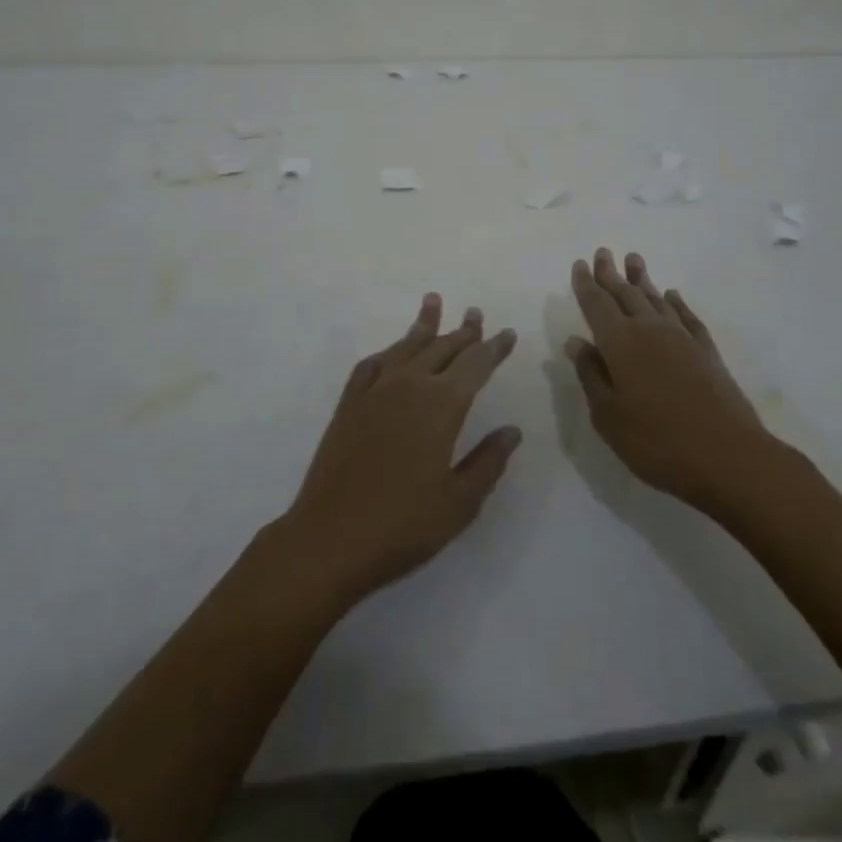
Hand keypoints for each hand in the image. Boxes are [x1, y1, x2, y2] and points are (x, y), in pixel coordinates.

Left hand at [279, 293, 521, 608]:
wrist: (329, 539)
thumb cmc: (403, 526)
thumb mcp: (459, 503)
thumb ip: (488, 462)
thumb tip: (511, 431)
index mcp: (441, 406)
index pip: (475, 365)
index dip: (493, 348)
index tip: (507, 333)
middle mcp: (409, 387)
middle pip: (442, 348)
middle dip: (462, 331)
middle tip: (475, 313)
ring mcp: (374, 393)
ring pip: (405, 347)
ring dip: (423, 326)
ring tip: (433, 302)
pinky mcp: (348, 405)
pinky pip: (371, 365)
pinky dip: (386, 353)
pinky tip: (390, 353)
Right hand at [566, 248, 785, 513]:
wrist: (728, 456)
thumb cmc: (656, 441)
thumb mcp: (608, 416)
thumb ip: (591, 375)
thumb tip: (576, 342)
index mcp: (619, 343)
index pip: (597, 305)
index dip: (586, 284)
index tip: (580, 264)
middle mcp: (649, 330)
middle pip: (625, 294)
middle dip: (611, 274)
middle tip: (603, 253)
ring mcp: (682, 338)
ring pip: (656, 299)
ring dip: (642, 280)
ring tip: (634, 260)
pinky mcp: (707, 352)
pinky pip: (687, 317)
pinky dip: (677, 303)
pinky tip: (672, 296)